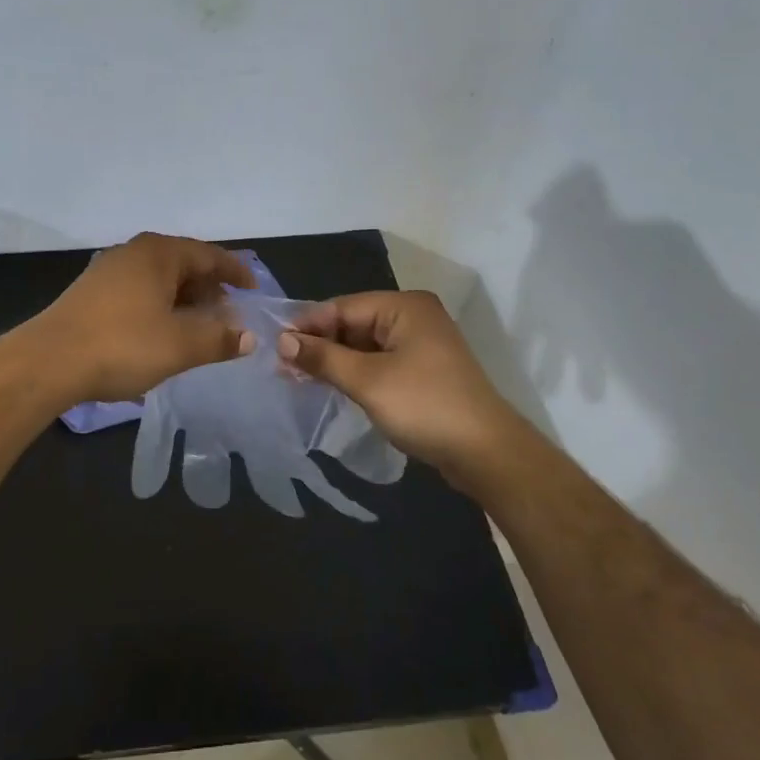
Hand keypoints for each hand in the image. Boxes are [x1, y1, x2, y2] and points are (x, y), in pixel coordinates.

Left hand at [35, 233, 255, 403]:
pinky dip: (159, 305)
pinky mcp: (91, 292)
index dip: (235, 272)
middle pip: (183, 263)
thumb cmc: (122, 345)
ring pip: (159, 278)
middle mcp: (134, 252)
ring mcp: (108, 270)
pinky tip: (160, 332)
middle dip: (209, 288)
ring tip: (197, 328)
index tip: (253, 291)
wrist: (48, 361)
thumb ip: (219, 339)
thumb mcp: (180, 346)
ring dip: (183, 300)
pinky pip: (138, 290)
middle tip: (227, 315)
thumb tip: (248, 337)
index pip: (209, 254)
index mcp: (159, 253)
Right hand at [277, 291, 523, 480]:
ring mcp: (421, 344)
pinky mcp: (423, 370)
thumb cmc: (424, 406)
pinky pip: (379, 362)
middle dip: (319, 345)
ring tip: (297, 377)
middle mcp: (414, 317)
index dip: (307, 326)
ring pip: (365, 345)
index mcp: (404, 307)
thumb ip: (323, 357)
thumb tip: (282, 341)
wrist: (486, 453)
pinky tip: (331, 385)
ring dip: (334, 361)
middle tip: (282, 367)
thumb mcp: (367, 381)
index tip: (273, 346)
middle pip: (353, 324)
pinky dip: (355, 372)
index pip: (342, 307)